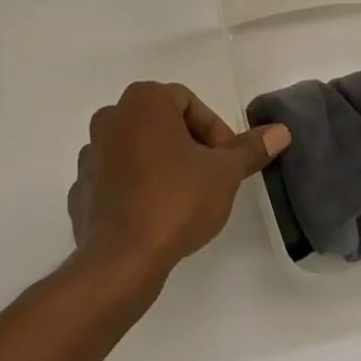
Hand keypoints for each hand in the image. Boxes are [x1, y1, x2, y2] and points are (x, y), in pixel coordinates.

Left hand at [67, 81, 289, 275]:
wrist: (121, 259)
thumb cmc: (176, 200)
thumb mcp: (224, 174)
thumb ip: (249, 149)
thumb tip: (280, 131)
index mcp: (144, 101)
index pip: (188, 102)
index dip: (214, 131)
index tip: (225, 163)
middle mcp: (112, 116)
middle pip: (161, 122)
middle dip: (188, 145)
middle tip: (209, 178)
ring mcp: (90, 152)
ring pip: (136, 148)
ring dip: (160, 164)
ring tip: (181, 198)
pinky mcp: (80, 187)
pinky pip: (114, 178)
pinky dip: (133, 187)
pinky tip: (151, 214)